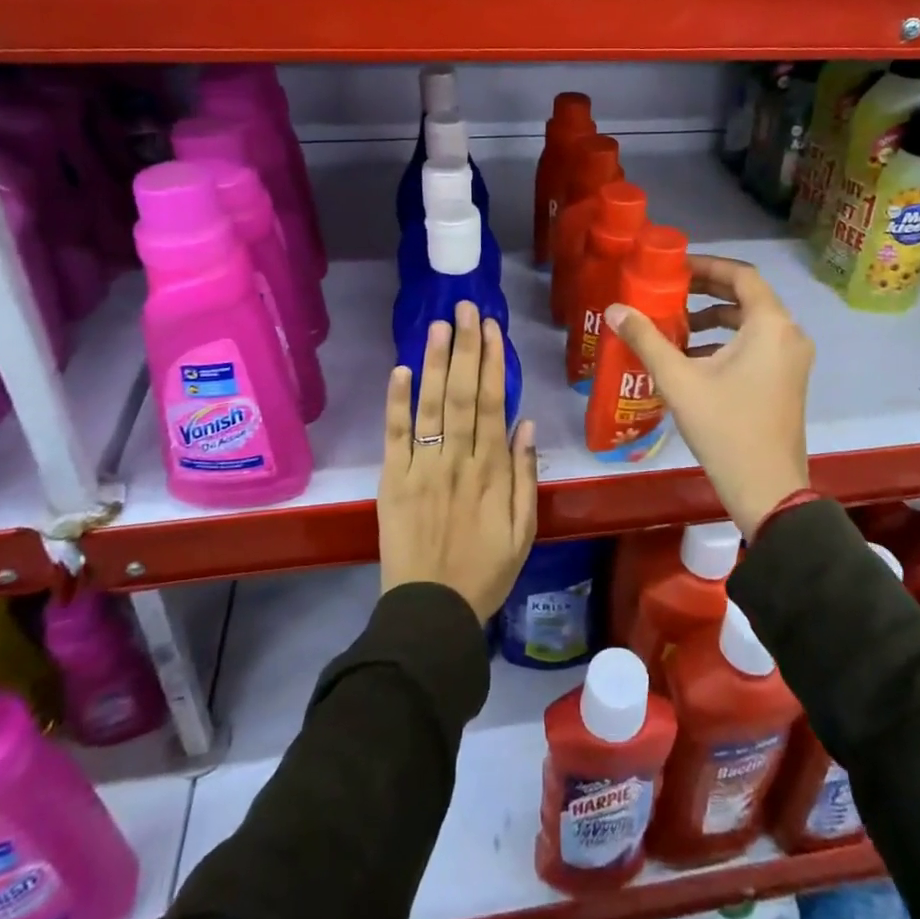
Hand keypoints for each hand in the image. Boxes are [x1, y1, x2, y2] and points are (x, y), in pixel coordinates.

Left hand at [379, 301, 537, 622]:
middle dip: (466, 348)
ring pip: (431, 406)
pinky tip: (400, 370)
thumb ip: (525, 476)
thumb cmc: (485, 571)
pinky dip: (397, 403)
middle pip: (463, 394)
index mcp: (491, 471)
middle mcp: (457, 460)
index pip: (493, 404)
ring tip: (439, 325)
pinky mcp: (393, 481)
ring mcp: (422, 468)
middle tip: (466, 307)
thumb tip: (526, 424)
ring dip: (435, 363)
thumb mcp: (523, 530)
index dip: (493, 363)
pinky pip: (395, 437)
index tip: (492, 328)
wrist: (431, 611)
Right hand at [607, 255, 811, 538]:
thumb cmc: (726, 428)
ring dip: (716, 318)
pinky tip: (694, 358)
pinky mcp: (788, 380)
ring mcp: (793, 359)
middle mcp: (789, 334)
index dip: (707, 265)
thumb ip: (646, 339)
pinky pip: (758, 344)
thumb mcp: (679, 381)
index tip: (675, 268)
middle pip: (748, 296)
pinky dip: (728, 341)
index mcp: (770, 325)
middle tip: (670, 290)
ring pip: (752, 322)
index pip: (742, 275)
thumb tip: (615, 309)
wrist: (768, 490)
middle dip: (707, 291)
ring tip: (677, 325)